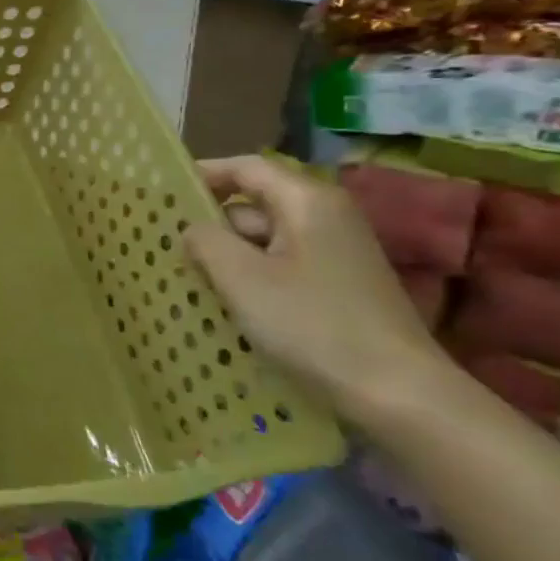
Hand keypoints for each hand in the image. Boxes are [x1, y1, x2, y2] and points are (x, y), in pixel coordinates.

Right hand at [183, 155, 451, 427]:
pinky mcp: (339, 283)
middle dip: (211, 224)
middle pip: (253, 204)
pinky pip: (281, 264)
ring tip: (188, 279)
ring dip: (228, 255)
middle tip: (165, 247)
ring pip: (265, 239)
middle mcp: (326, 216)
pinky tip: (227, 302)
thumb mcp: (241, 278)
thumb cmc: (312, 324)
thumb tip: (193, 229)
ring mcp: (336, 252)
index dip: (202, 174)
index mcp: (307, 201)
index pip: (246, 167)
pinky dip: (252, 276)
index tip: (162, 195)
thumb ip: (206, 241)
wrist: (397, 392)